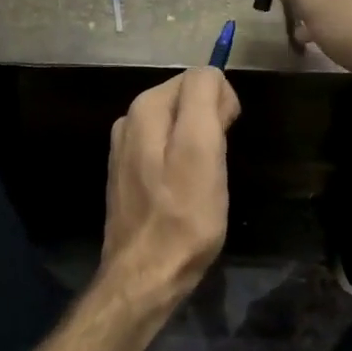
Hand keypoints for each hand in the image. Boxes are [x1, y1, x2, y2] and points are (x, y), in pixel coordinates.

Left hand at [99, 68, 240, 313]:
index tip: (226, 140)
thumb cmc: (183, 216)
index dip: (223, 105)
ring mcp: (125, 148)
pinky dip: (182, 162)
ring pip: (179, 125)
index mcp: (146, 108)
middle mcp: (129, 120)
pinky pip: (166, 150)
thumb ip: (204, 101)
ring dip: (198, 144)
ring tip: (201, 182)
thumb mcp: (202, 151)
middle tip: (215, 166)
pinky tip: (184, 191)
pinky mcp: (128, 174)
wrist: (146, 275)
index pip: (199, 78)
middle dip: (210, 123)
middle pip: (186, 99)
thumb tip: (211, 75)